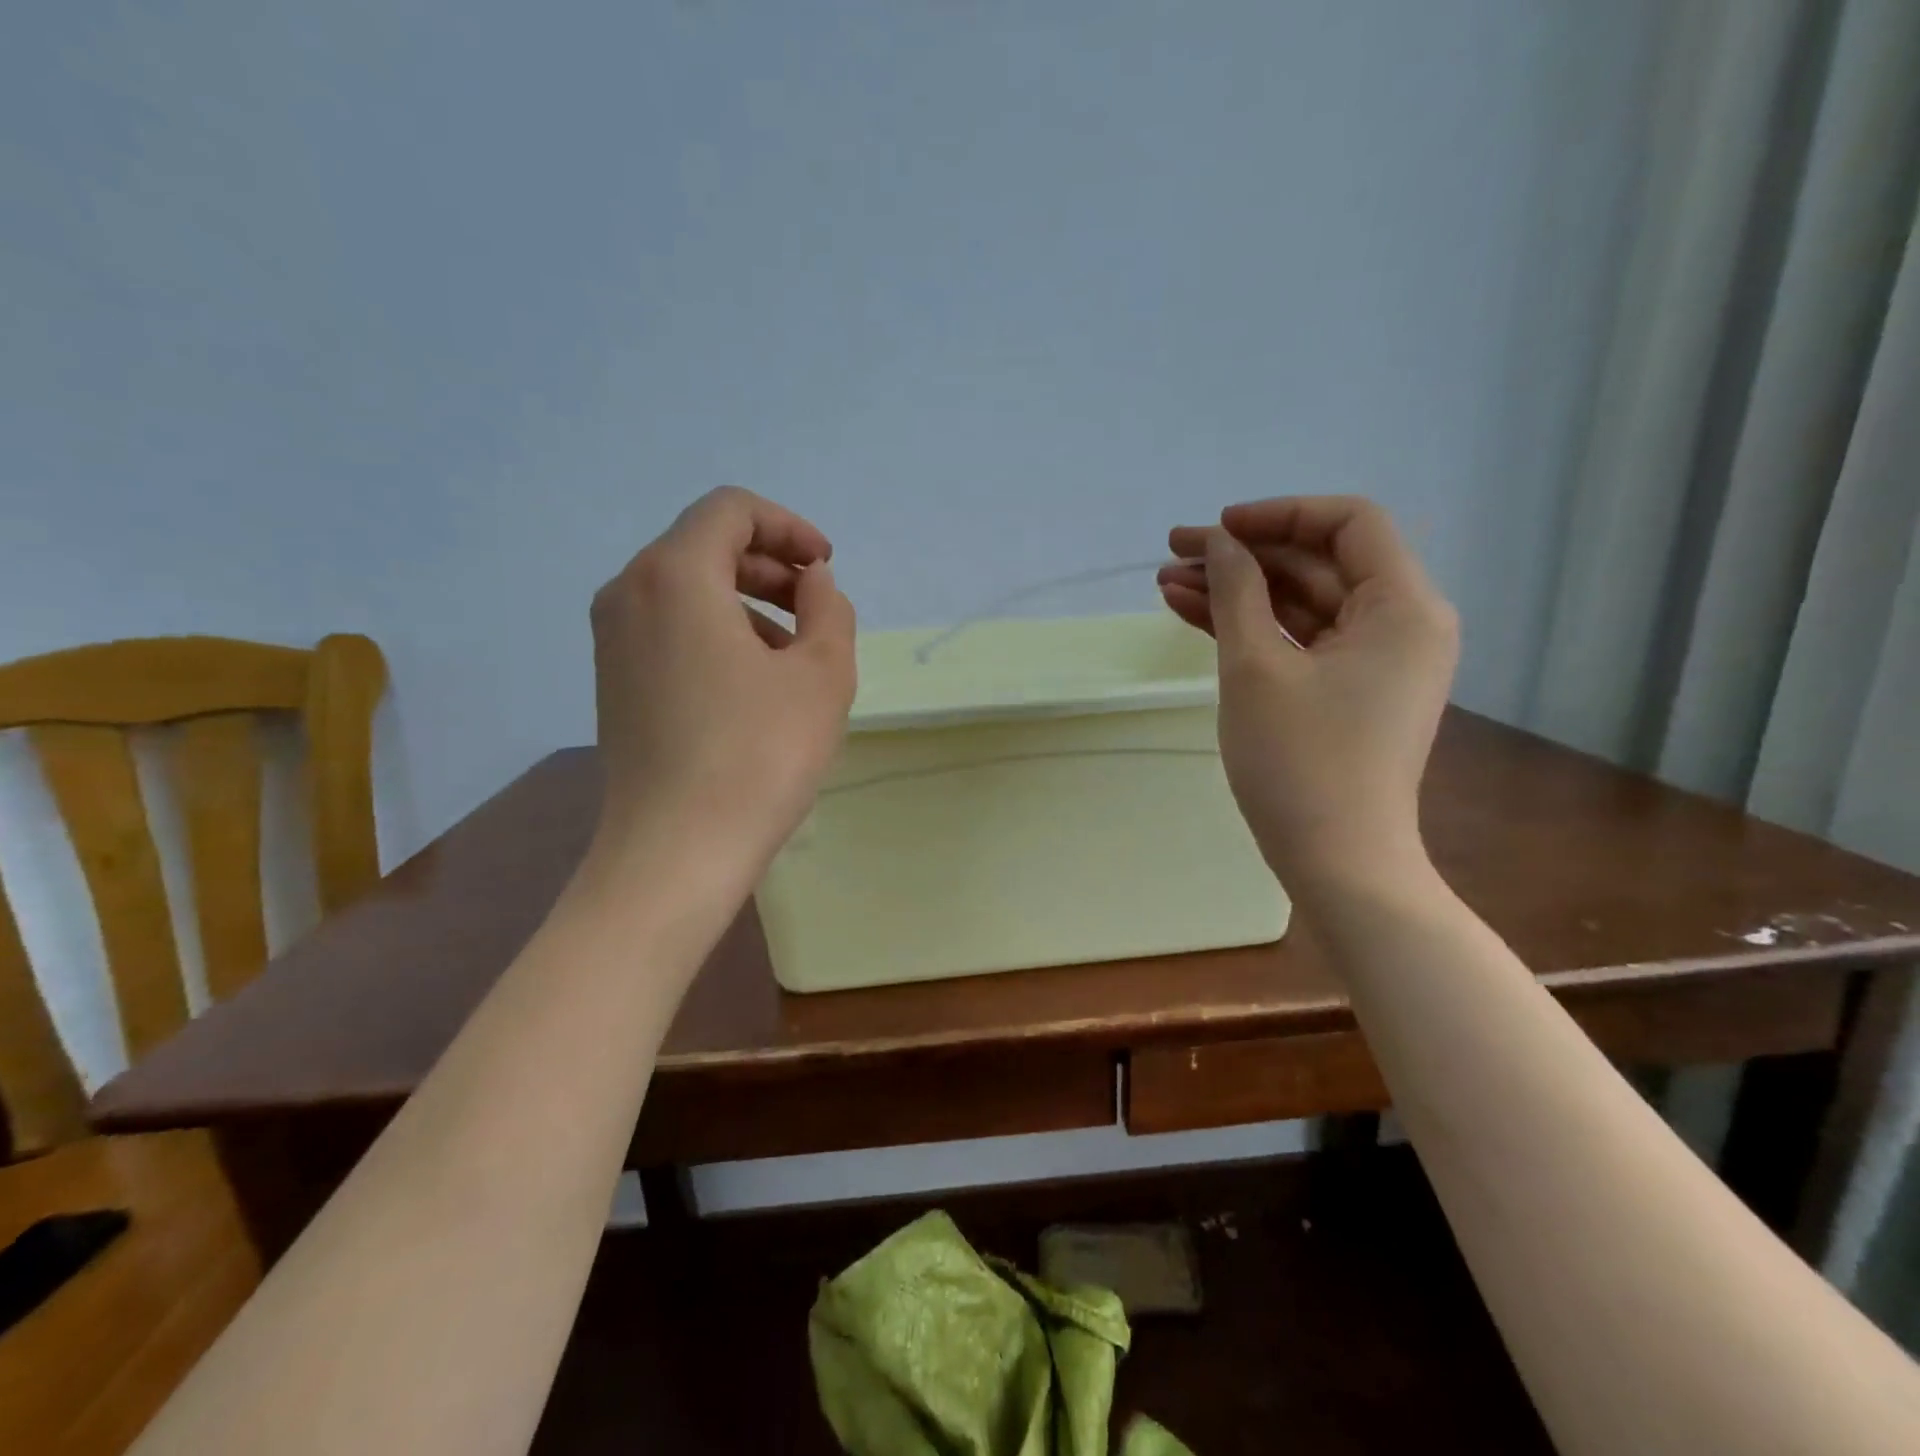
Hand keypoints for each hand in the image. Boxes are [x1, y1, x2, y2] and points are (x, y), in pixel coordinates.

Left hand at [588, 487, 856, 879]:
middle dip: (769, 565)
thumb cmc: (759, 754)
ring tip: (794, 654)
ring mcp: (612, 640)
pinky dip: (716, 631)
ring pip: (686, 589)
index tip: (825, 568)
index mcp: (674, 575)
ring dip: (747, 602)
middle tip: (816, 607)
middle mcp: (628, 592)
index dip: (788, 527)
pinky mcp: (614, 681)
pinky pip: (669, 628)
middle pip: (705, 546)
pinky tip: (754, 683)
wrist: (677, 851)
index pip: (731, 511)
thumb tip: (813, 582)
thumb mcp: (822, 674)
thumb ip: (828, 608)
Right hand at [1157, 496, 1456, 888]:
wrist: (1337, 863)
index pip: (1349, 524)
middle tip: (1174, 555)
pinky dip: (1252, 629)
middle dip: (1244, 556)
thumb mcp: (1256, 668)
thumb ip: (1237, 592)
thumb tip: (1218, 542)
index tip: (1217, 529)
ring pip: (1301, 604)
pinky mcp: (1348, 693)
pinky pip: (1300, 642)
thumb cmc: (1300, 762)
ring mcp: (1374, 662)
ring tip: (1168, 585)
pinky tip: (1192, 615)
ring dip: (1237, 592)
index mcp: (1403, 607)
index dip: (1279, 514)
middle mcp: (1400, 625)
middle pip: (1318, 563)